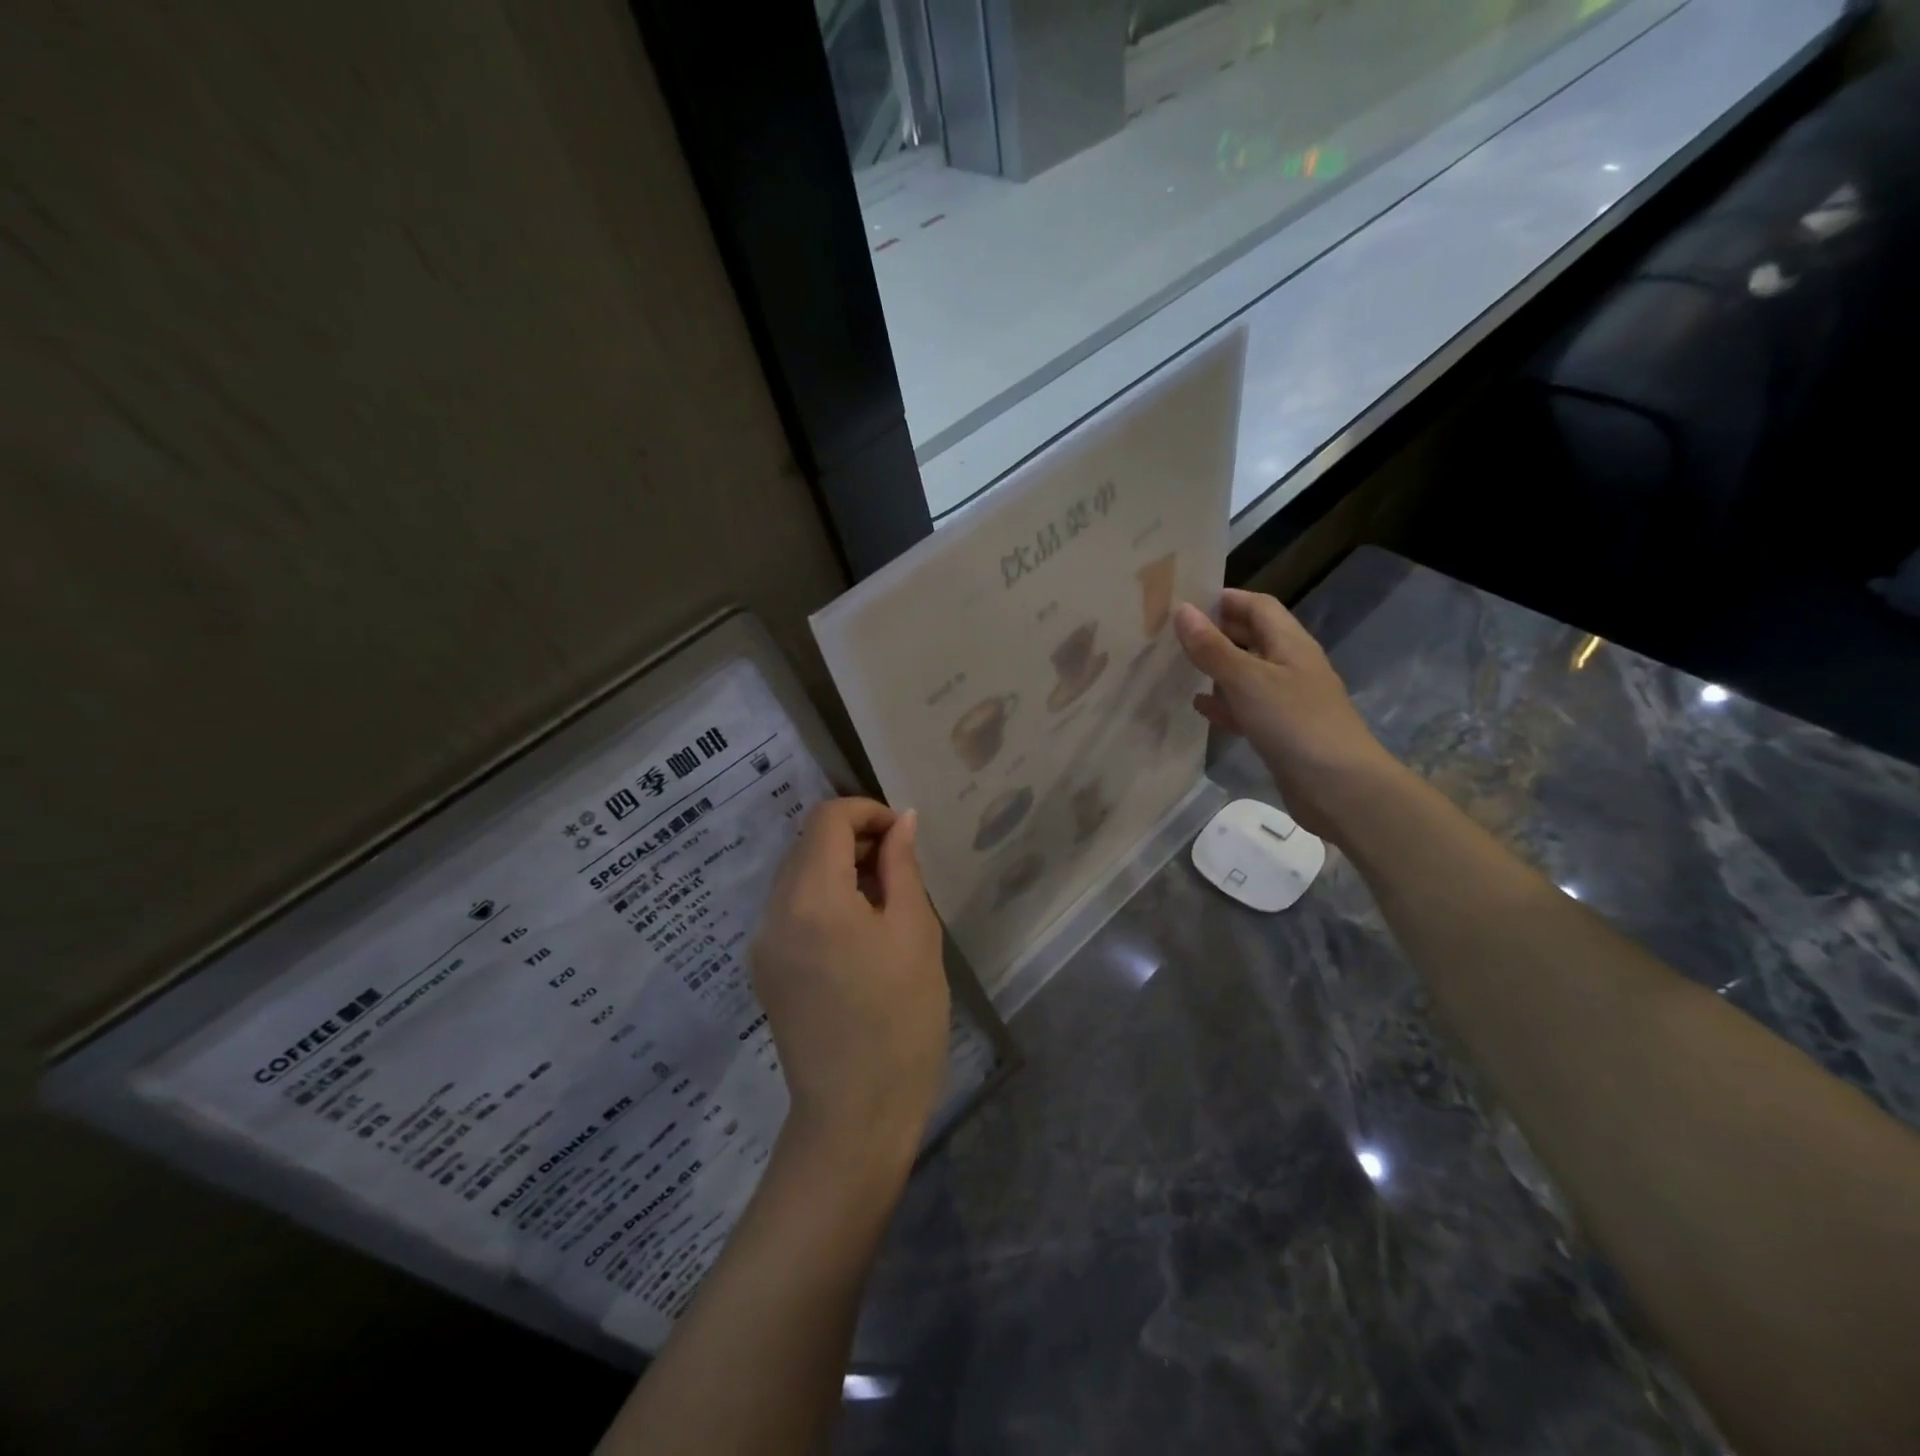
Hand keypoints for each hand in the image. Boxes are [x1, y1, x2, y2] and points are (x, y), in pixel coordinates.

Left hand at [751, 798, 950, 1171]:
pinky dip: (822, 897)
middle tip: (900, 867)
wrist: (855, 1116)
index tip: (902, 835)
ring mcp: (762, 942)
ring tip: (883, 898)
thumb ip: (902, 867)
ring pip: (796, 874)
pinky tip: (857, 929)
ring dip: (838, 867)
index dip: (867, 811)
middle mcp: (774, 912)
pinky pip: (790, 908)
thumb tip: (901, 821)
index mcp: (813, 898)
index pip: (827, 819)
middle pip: (807, 843)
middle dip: (854, 838)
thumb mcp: (915, 934)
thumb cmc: (901, 1020)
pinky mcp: (764, 968)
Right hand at [1174, 590, 1404, 842]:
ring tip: (1179, 665)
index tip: (1185, 600)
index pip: (1258, 606)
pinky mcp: (1280, 732)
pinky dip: (1224, 703)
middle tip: (1173, 633)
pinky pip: (1247, 708)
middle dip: (1217, 631)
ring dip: (1218, 668)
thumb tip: (1182, 610)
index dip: (1225, 599)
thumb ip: (1212, 648)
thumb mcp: (1247, 680)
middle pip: (1252, 637)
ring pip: (1247, 673)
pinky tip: (1199, 706)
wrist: (1339, 787)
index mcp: (1290, 643)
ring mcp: (1287, 700)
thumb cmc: (1295, 723)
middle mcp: (1291, 665)